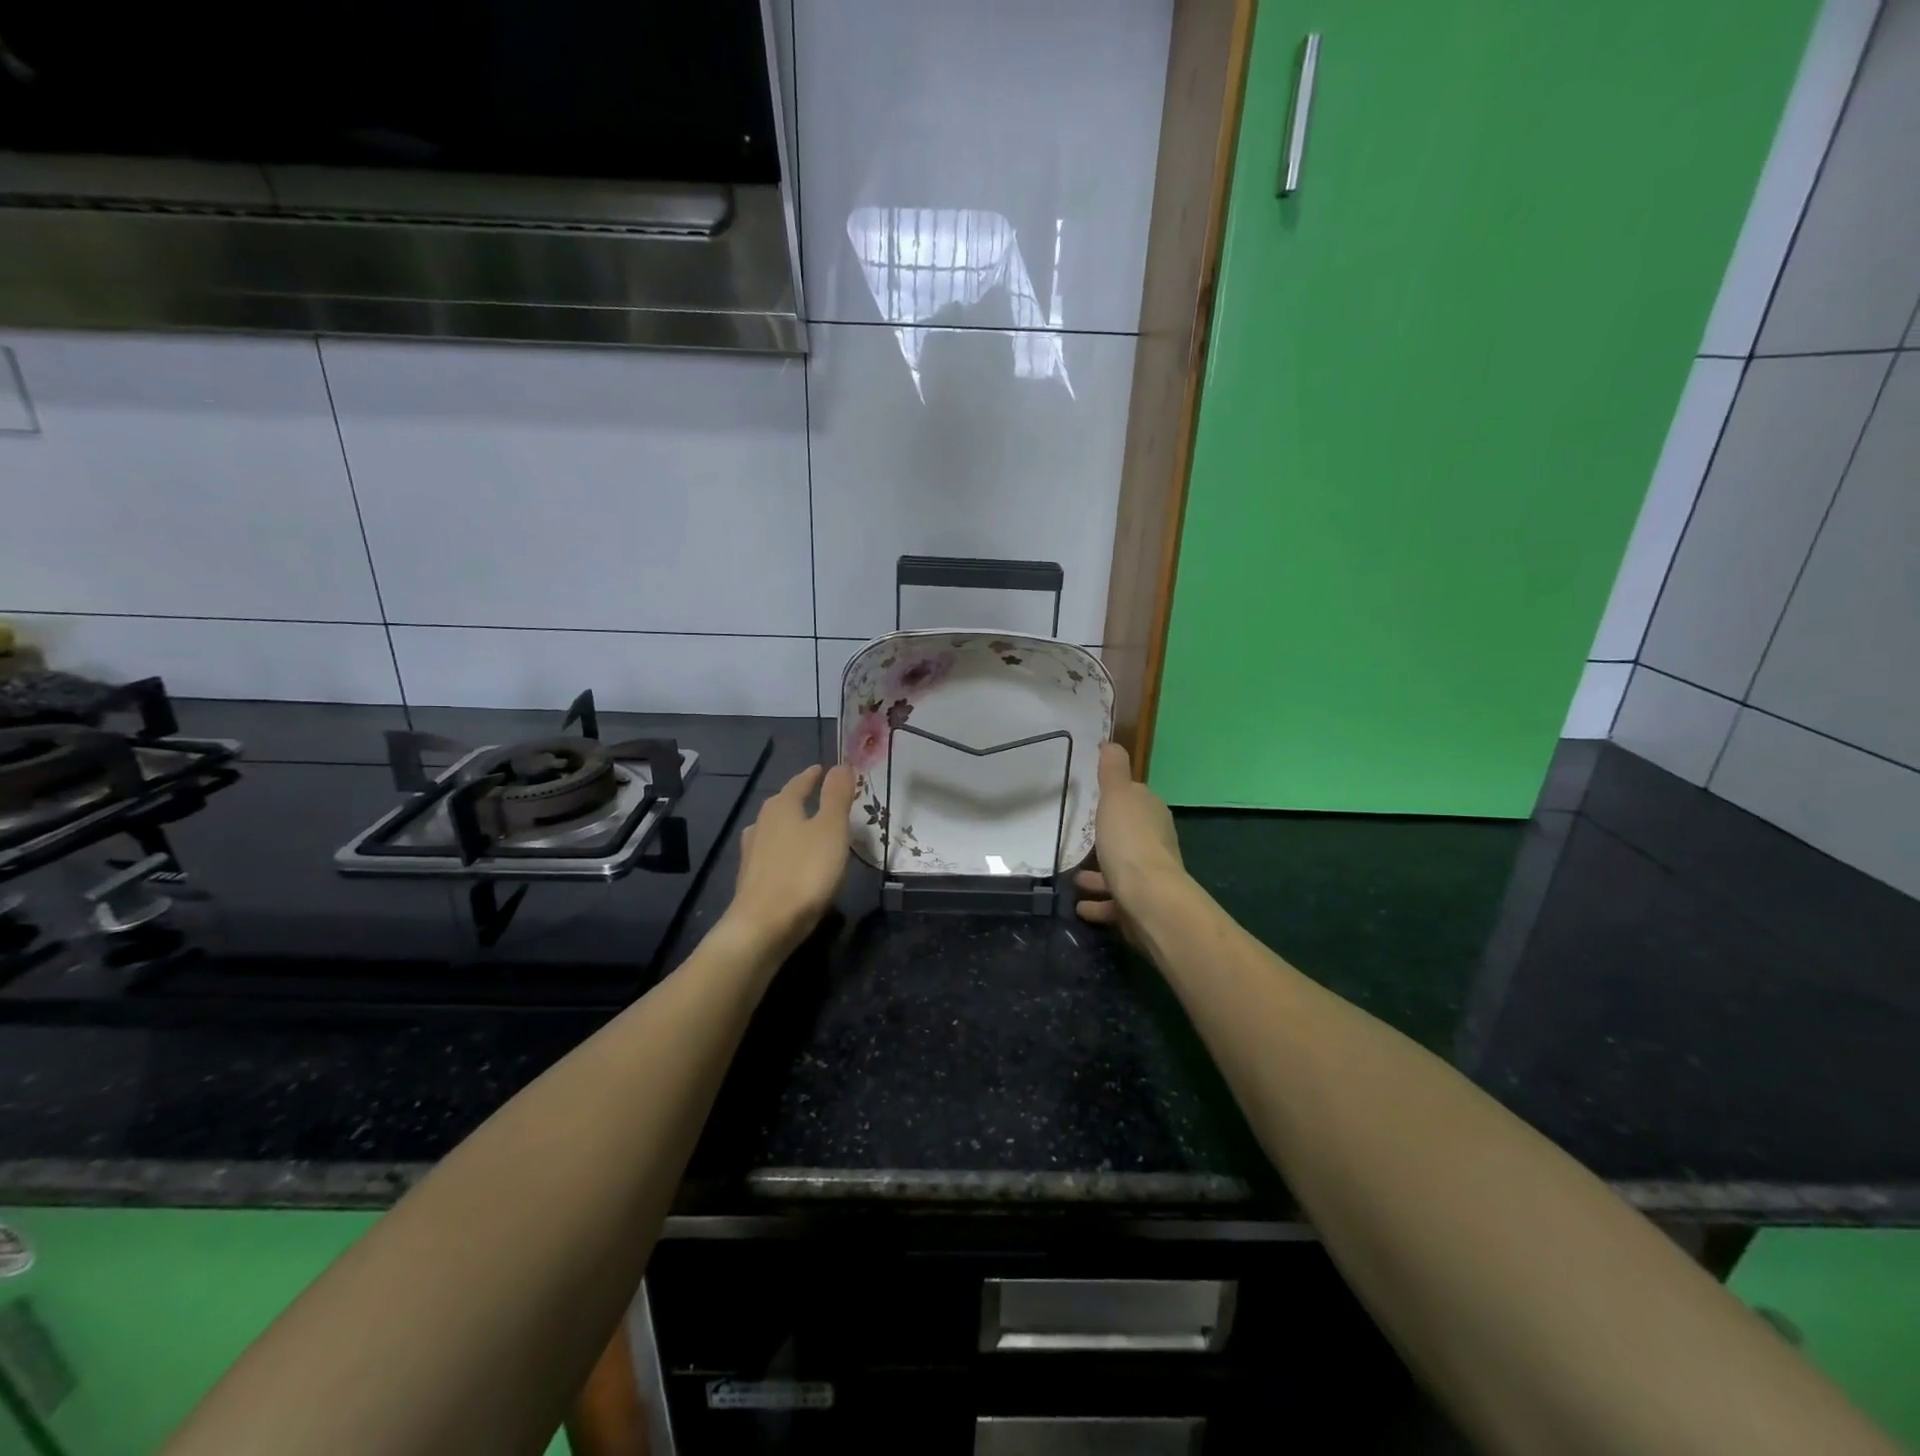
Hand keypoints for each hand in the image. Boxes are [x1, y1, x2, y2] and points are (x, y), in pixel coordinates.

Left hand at [726, 764, 856, 956]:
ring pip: (775, 830)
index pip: (799, 783)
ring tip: (808, 829)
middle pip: (783, 804)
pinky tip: (793, 862)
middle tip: (820, 797)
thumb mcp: (831, 829)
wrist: (764, 926)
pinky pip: (772, 854)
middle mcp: (762, 824)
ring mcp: (752, 853)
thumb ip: (836, 796)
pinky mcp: (751, 880)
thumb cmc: (804, 872)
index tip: (824, 769)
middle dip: (801, 799)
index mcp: (781, 807)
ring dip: (791, 826)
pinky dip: (785, 851)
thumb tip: (840, 765)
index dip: (813, 776)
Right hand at [1075, 743, 1185, 933]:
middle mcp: (1155, 844)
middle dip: (1110, 838)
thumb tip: (1111, 742)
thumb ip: (1112, 771)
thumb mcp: (1117, 797)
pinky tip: (1080, 905)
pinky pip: (1114, 902)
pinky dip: (1098, 903)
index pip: (1137, 799)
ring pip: (1121, 871)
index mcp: (1152, 814)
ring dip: (1099, 874)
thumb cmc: (1129, 842)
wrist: (1148, 899)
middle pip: (1130, 836)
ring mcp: (1149, 878)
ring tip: (1074, 878)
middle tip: (1083, 838)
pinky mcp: (1139, 907)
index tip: (1098, 799)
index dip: (1120, 798)